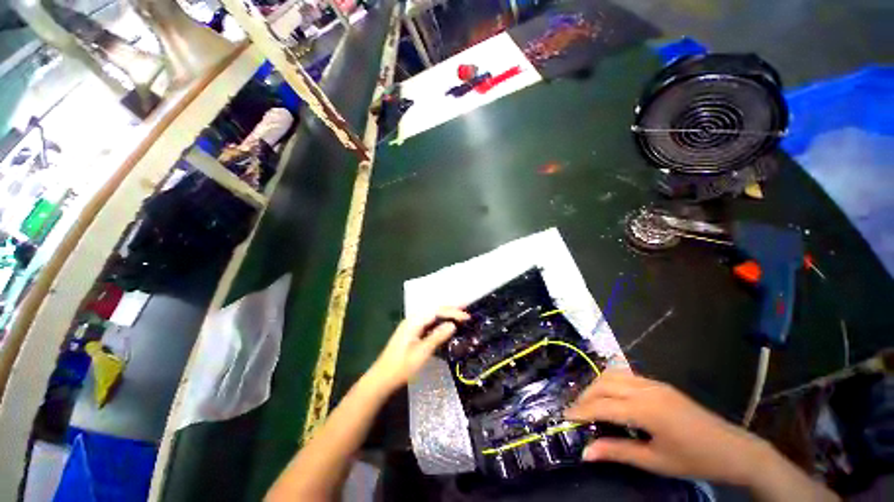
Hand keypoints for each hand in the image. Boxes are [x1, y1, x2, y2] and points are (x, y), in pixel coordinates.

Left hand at [367, 307, 469, 392]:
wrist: (383, 377)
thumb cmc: (403, 366)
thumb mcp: (422, 352)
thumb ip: (437, 336)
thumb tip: (453, 325)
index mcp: (413, 322)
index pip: (436, 311)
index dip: (453, 312)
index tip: (468, 317)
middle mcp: (411, 321)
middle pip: (433, 310)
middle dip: (450, 309)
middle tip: (467, 311)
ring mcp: (410, 328)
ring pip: (431, 316)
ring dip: (445, 315)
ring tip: (460, 317)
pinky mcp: (410, 335)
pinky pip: (427, 324)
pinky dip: (438, 323)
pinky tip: (446, 327)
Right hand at [564, 369, 766, 485]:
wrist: (725, 448)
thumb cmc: (689, 458)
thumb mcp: (651, 460)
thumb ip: (617, 451)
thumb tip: (584, 451)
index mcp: (647, 408)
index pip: (604, 404)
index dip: (580, 411)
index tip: (560, 421)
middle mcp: (652, 389)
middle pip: (609, 380)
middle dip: (586, 395)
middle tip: (572, 417)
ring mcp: (661, 386)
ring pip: (621, 376)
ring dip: (600, 389)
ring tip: (587, 411)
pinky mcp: (666, 390)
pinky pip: (633, 381)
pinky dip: (615, 388)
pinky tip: (612, 407)